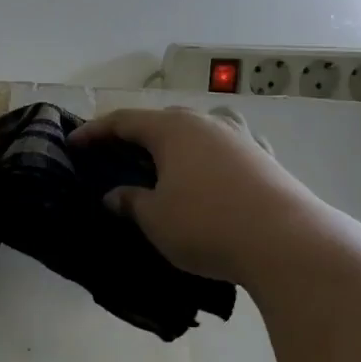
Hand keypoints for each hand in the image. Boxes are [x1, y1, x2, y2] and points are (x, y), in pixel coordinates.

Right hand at [70, 106, 328, 283]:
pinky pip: (225, 149)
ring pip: (198, 130)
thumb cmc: (207, 225)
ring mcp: (241, 137)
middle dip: (136, 135)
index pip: (124, 121)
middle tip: (116, 154)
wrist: (287, 241)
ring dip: (176, 142)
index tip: (73, 143)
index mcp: (173, 129)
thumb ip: (130, 202)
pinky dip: (208, 157)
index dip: (95, 131)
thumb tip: (114, 195)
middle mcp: (207, 122)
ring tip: (165, 162)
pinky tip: (210, 174)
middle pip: (162, 120)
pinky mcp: (265, 158)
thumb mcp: (156, 219)